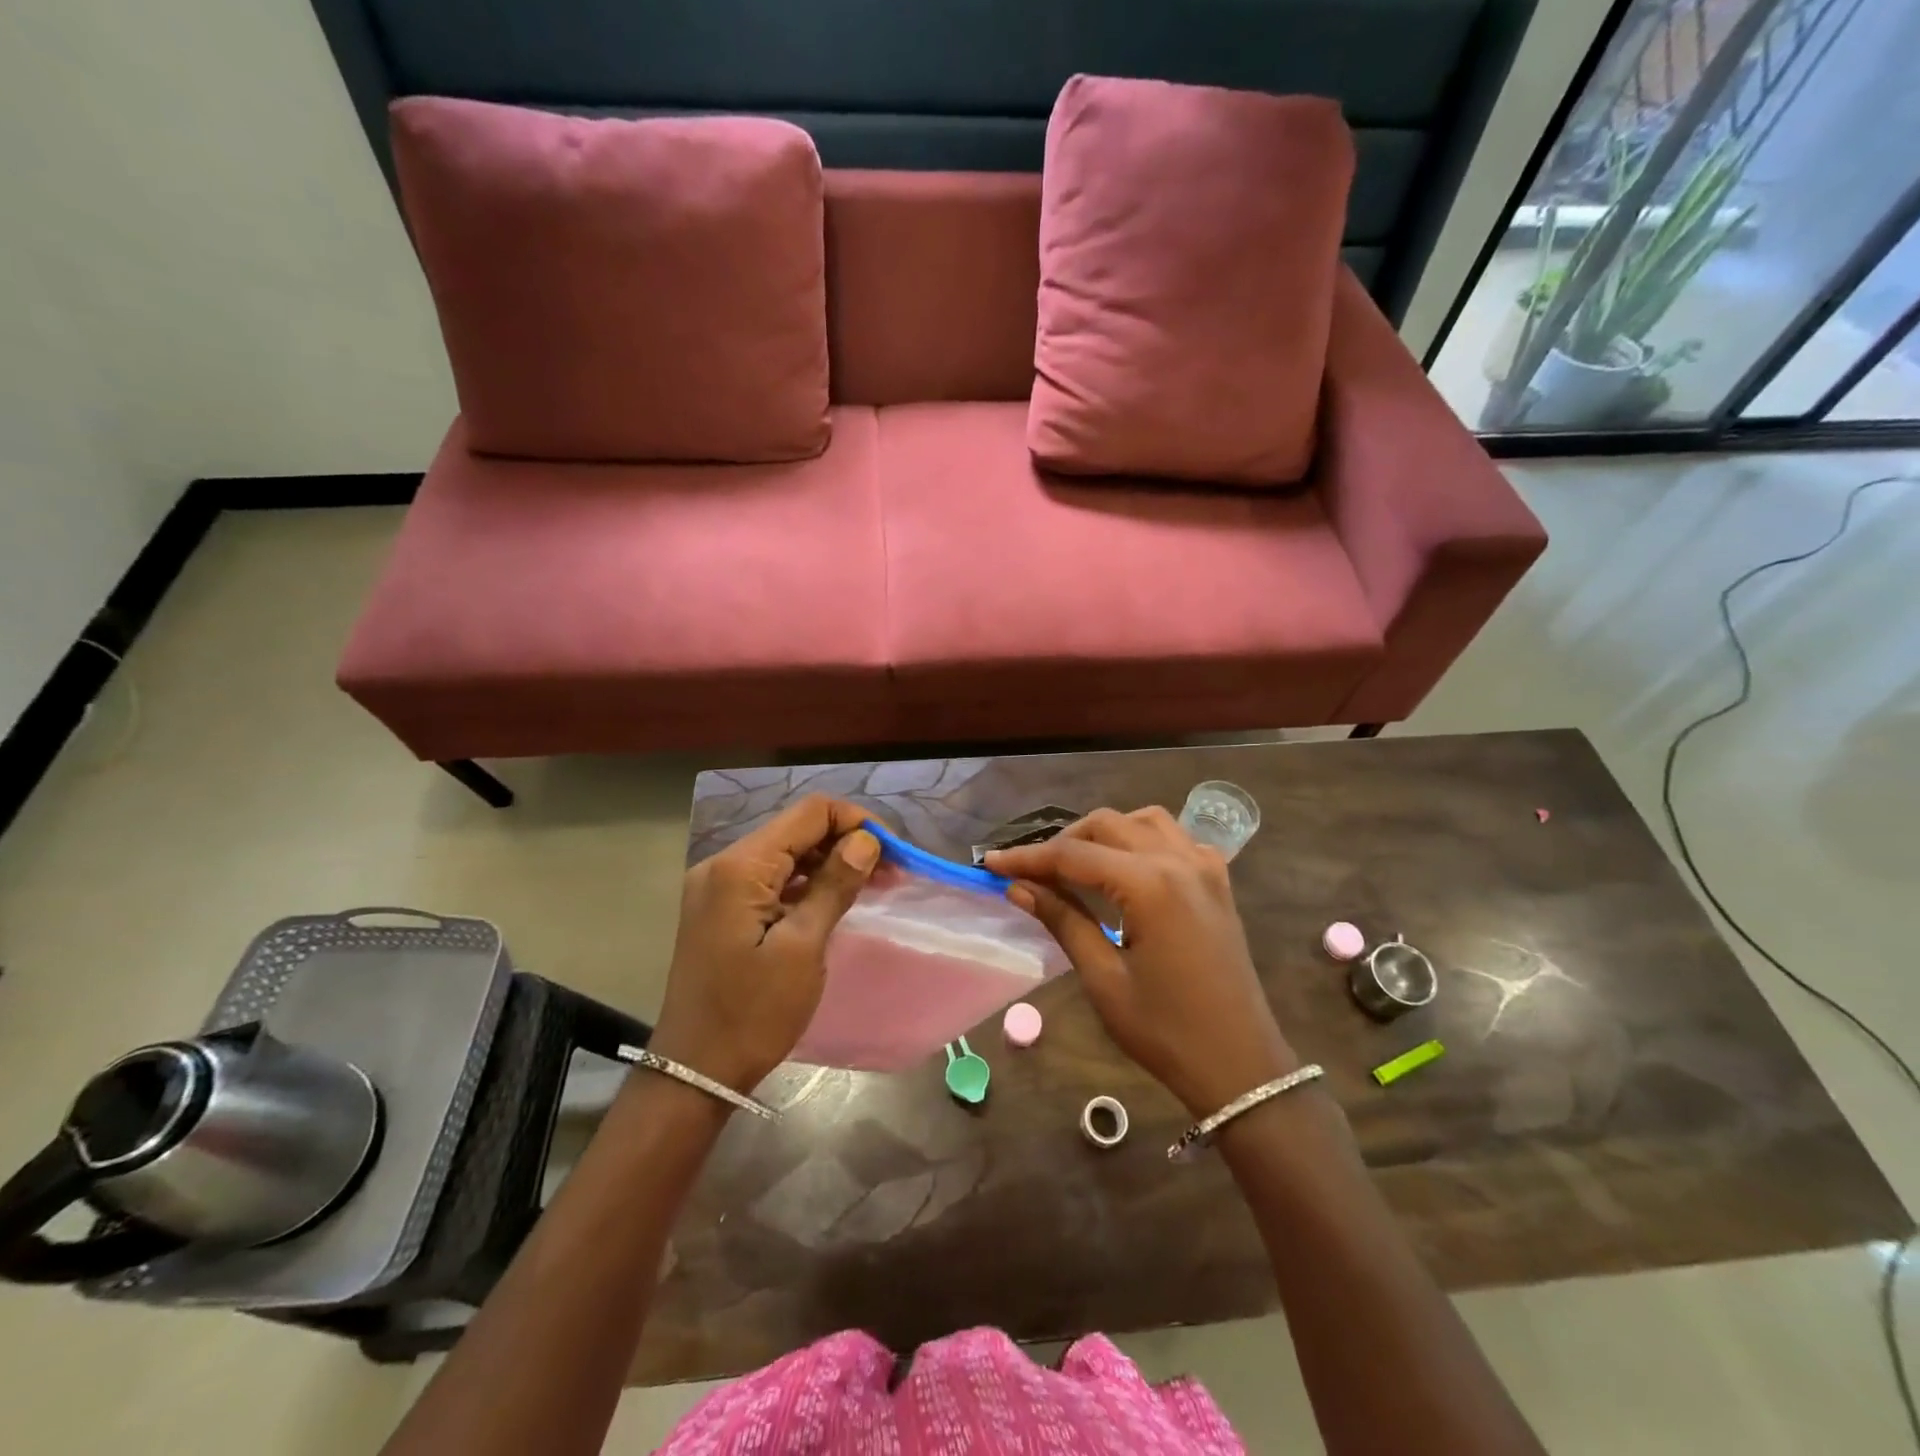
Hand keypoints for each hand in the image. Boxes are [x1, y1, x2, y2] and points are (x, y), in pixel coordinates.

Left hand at [649, 796, 879, 1094]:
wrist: (695, 1072)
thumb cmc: (753, 1013)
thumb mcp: (802, 948)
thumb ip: (834, 886)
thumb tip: (866, 841)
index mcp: (740, 866)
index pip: (810, 813)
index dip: (856, 822)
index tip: (892, 854)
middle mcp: (723, 864)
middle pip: (797, 829)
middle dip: (846, 842)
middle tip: (889, 873)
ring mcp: (718, 886)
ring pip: (786, 852)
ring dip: (829, 861)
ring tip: (871, 885)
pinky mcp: (720, 908)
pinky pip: (771, 877)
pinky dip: (806, 881)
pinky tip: (834, 899)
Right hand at [987, 807, 1297, 1115]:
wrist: (1241, 1066)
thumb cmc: (1165, 1031)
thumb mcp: (1104, 978)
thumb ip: (1063, 920)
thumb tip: (1019, 887)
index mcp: (1150, 885)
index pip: (1074, 856)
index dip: (1029, 857)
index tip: (992, 863)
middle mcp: (1179, 861)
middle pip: (1107, 825)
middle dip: (1062, 842)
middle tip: (1029, 871)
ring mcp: (1204, 868)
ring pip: (1143, 821)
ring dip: (1104, 832)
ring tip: (1075, 864)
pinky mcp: (1217, 882)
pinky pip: (1175, 838)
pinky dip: (1142, 839)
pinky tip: (1126, 867)